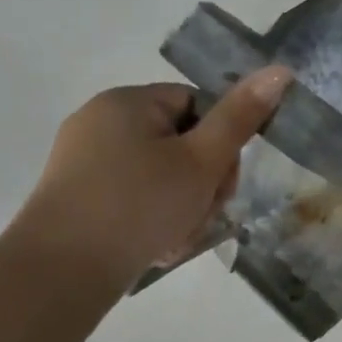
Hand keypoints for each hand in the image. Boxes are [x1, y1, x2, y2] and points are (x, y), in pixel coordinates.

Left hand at [9, 65, 292, 295]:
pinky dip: (152, 218)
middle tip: (204, 215)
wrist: (61, 271)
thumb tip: (280, 71)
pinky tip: (157, 247)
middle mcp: (100, 121)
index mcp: (128, 101)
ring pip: (160, 175)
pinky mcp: (75, 196)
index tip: (224, 181)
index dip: (221, 143)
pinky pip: (132, 196)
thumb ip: (241, 117)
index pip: (197, 104)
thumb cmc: (139, 205)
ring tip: (178, 238)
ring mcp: (83, 160)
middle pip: (179, 142)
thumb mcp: (202, 161)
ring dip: (183, 205)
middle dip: (203, 181)